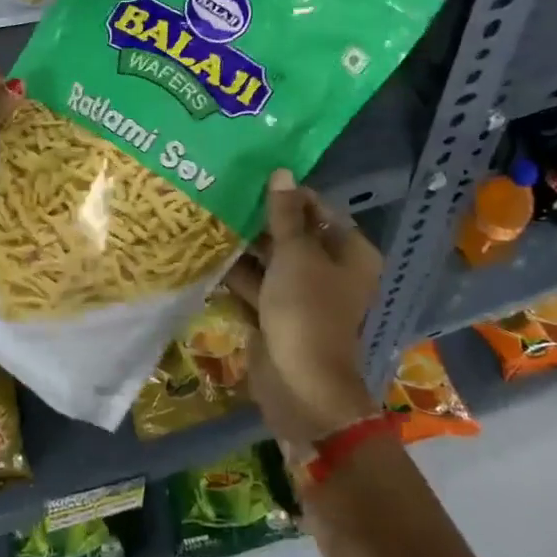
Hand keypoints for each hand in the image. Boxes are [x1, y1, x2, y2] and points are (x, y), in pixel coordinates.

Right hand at [226, 170, 381, 446]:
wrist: (299, 384)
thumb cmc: (306, 310)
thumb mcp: (295, 254)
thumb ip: (285, 214)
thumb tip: (282, 172)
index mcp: (349, 253)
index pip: (319, 210)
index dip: (289, 195)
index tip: (253, 179)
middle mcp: (329, 270)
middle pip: (294, 234)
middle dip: (262, 219)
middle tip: (225, 193)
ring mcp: (302, 294)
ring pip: (271, 260)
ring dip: (245, 245)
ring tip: (210, 216)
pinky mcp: (277, 314)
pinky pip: (256, 285)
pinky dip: (236, 273)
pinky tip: (206, 252)